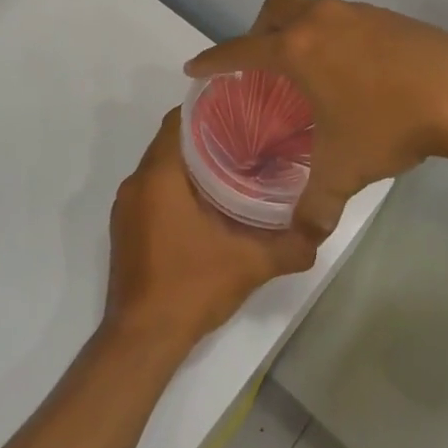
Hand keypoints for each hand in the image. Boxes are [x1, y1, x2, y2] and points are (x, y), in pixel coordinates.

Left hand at [105, 108, 320, 349]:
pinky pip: (152, 190)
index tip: (240, 108)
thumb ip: (289, 245)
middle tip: (247, 136)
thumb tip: (322, 230)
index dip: (208, 109)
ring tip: (234, 165)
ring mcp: (126, 208)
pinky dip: (176, 186)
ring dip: (191, 163)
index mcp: (158, 176)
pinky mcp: (125, 229)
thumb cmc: (190, 286)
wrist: (141, 339)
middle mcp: (136, 183)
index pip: (179, 121)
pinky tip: (208, 202)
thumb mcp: (249, 264)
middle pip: (171, 142)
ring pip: (161, 168)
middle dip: (206, 136)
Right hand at [184, 0, 447, 234]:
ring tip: (308, 69)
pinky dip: (333, 36)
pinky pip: (344, 18)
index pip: (240, 49)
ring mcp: (356, 13)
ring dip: (298, 30)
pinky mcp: (387, 16)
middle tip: (261, 65)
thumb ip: (315, 204)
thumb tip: (304, 235)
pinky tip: (353, 70)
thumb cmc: (388, 124)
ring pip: (311, 9)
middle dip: (257, 32)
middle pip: (274, 10)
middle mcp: (320, 20)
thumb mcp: (344, 169)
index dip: (213, 59)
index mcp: (296, 50)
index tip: (195, 67)